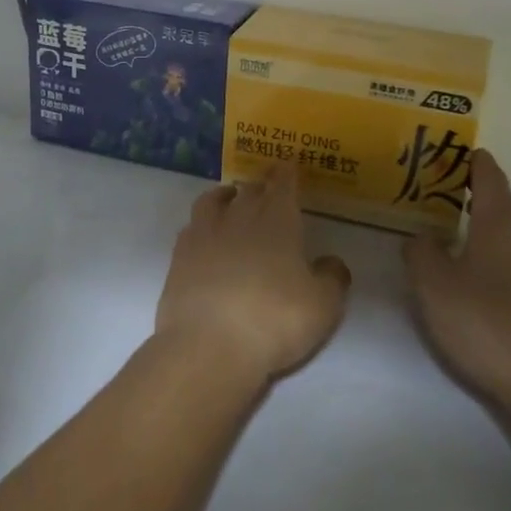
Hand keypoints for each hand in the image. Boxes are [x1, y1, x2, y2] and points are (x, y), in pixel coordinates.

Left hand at [154, 165, 351, 383]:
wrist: (208, 346)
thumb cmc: (274, 321)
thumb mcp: (323, 305)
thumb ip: (332, 278)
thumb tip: (331, 262)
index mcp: (278, 221)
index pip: (283, 185)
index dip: (287, 173)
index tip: (288, 164)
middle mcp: (239, 217)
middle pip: (249, 190)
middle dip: (260, 185)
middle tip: (265, 187)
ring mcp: (204, 235)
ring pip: (212, 200)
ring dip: (224, 196)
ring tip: (230, 199)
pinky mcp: (178, 257)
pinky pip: (191, 228)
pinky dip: (201, 224)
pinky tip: (204, 234)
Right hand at [404, 150, 510, 413]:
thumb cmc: (487, 322)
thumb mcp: (433, 285)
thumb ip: (419, 251)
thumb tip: (422, 237)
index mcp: (503, 216)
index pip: (486, 171)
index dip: (464, 160)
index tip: (439, 156)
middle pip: (497, 202)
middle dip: (464, 201)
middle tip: (426, 208)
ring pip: (508, 234)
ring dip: (480, 235)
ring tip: (446, 247)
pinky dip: (496, 260)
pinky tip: (476, 285)